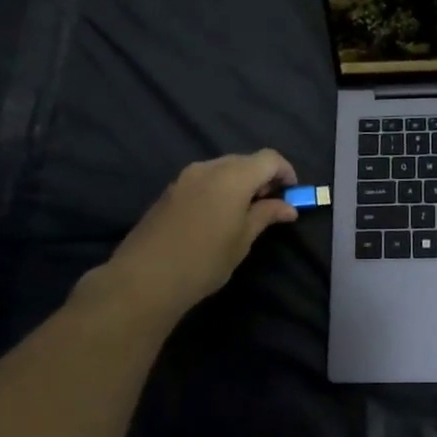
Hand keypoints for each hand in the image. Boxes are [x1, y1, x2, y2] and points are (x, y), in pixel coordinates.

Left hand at [74, 150, 298, 320]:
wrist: (145, 278)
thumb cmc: (204, 260)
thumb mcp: (243, 240)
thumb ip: (266, 215)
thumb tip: (288, 207)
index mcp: (233, 176)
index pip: (269, 158)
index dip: (285, 171)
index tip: (292, 194)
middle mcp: (209, 168)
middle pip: (245, 160)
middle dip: (262, 177)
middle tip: (270, 205)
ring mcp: (185, 177)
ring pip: (222, 169)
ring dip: (240, 183)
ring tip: (244, 213)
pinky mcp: (170, 191)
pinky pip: (204, 180)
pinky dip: (219, 189)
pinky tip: (218, 216)